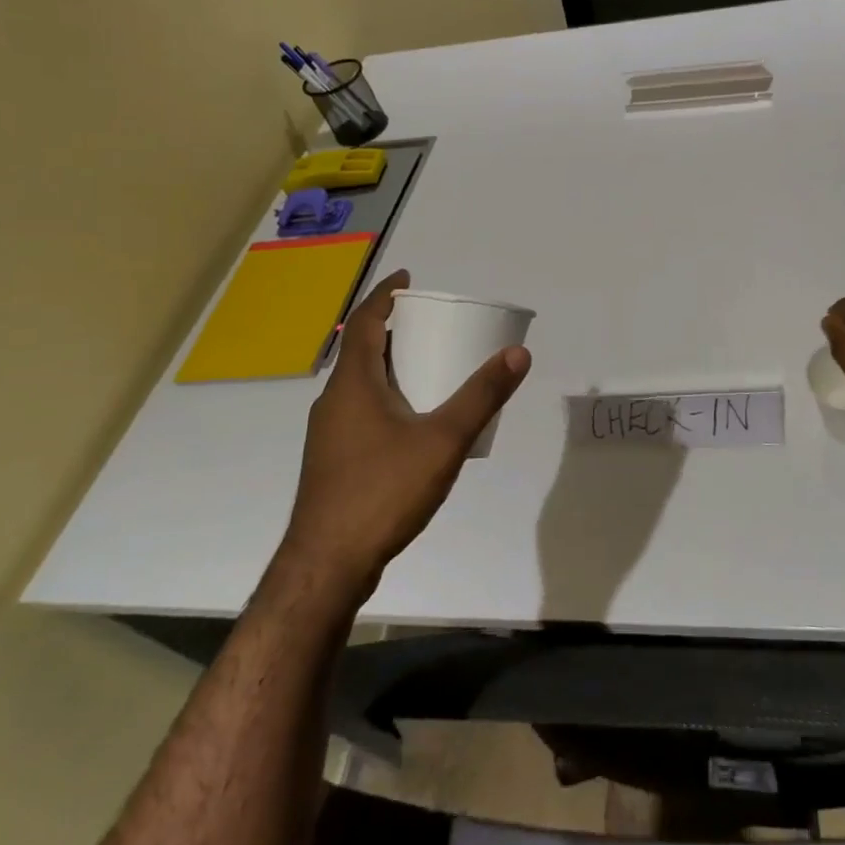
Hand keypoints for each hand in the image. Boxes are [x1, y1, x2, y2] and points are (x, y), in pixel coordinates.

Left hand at [280, 270, 530, 595]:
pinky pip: (360, 409)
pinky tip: (412, 420)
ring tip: (427, 363)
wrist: (326, 567)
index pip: (363, 322)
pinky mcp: (333, 462)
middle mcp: (334, 402)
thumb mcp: (443, 440)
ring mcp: (329, 434)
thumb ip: (482, 396)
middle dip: (392, 327)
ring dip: (388, 363)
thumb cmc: (382, 492)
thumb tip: (518, 353)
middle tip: (429, 320)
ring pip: (358, 383)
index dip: (384, 295)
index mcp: (352, 385)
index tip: (407, 277)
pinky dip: (386, 394)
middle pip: (359, 349)